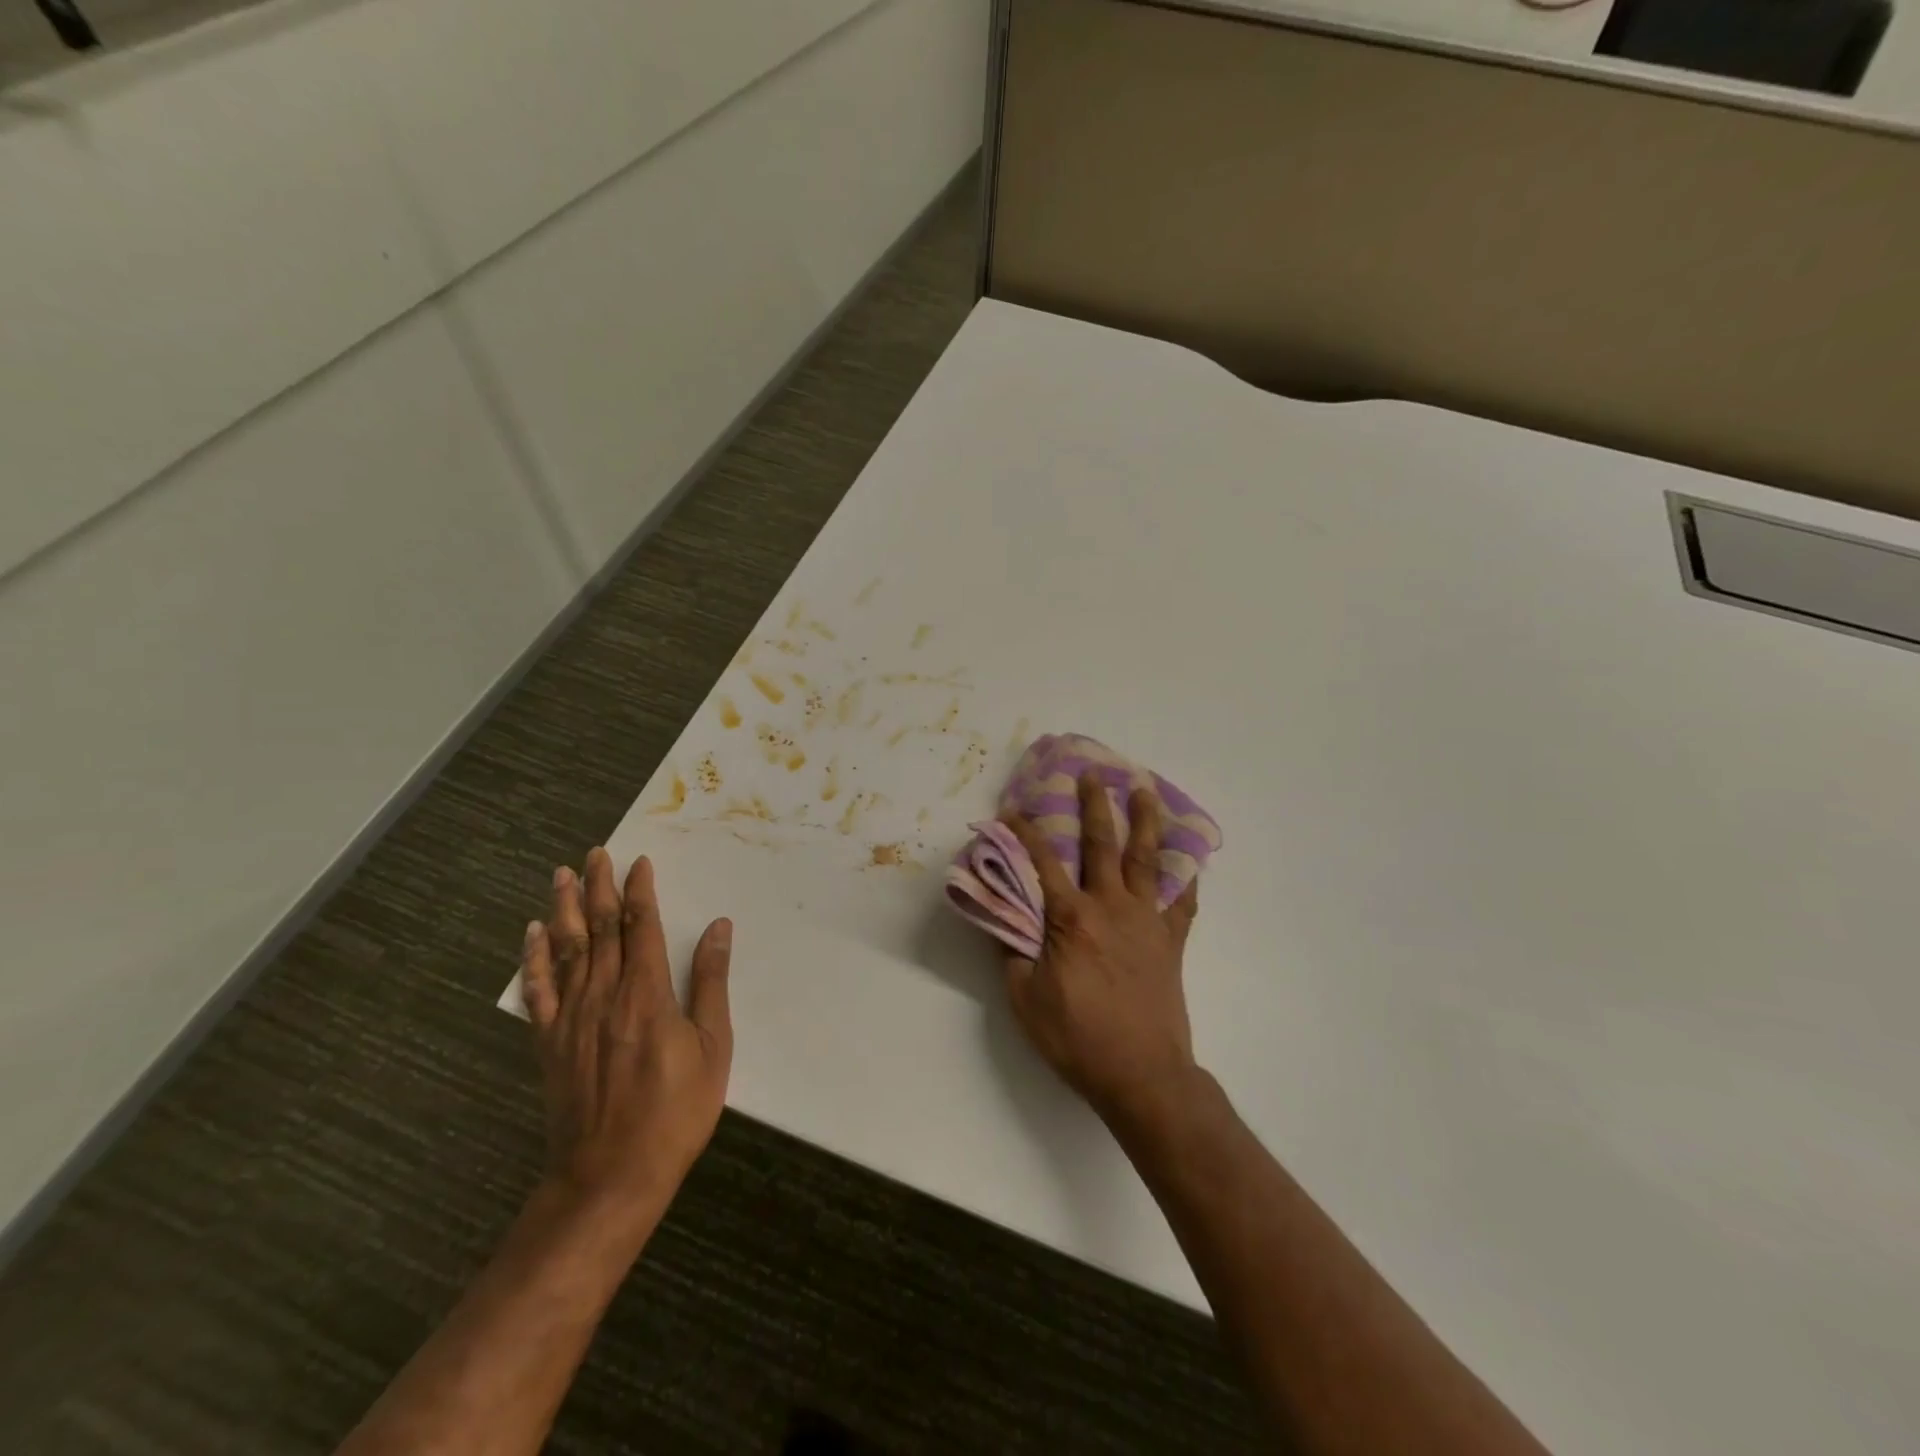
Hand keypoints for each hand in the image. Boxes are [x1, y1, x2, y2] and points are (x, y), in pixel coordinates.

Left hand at [521, 848, 732, 1224]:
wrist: (610, 1176)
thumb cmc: (675, 1111)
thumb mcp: (712, 1047)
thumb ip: (710, 983)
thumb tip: (718, 928)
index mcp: (646, 993)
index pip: (641, 927)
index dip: (640, 891)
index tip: (638, 862)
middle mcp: (603, 995)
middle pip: (600, 929)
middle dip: (599, 887)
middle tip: (595, 853)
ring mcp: (570, 1019)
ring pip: (567, 950)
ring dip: (565, 909)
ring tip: (562, 876)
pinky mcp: (549, 1043)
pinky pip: (538, 991)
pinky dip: (534, 959)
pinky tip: (533, 936)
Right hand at [1002, 773, 1201, 1125]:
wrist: (1142, 1075)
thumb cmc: (1077, 1038)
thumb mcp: (1024, 999)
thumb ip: (1011, 951)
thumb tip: (1001, 916)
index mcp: (1070, 919)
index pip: (1042, 863)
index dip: (1024, 833)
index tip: (1012, 810)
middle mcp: (1110, 907)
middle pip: (1101, 845)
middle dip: (1095, 806)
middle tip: (1094, 773)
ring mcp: (1147, 922)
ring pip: (1146, 860)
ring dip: (1146, 821)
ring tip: (1146, 790)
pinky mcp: (1172, 942)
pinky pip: (1182, 902)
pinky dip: (1185, 877)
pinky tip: (1188, 859)